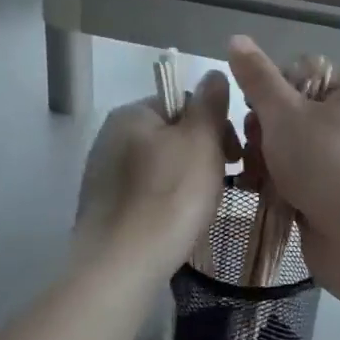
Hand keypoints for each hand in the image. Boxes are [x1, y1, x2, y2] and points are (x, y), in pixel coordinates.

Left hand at [72, 70, 237, 275]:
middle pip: (172, 135)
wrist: (121, 266)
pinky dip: (166, 202)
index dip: (215, 124)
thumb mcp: (201, 141)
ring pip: (161, 166)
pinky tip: (178, 224)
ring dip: (187, 179)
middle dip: (202, 153)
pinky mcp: (104, 209)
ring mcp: (103, 176)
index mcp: (130, 114)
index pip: (182, 102)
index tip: (236, 154)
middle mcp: (110, 138)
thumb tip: (213, 73)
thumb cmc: (169, 196)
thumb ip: (209, 104)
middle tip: (225, 182)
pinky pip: (146, 194)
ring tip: (203, 208)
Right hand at [227, 36, 339, 328]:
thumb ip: (258, 79)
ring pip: (286, 147)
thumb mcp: (287, 115)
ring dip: (264, 161)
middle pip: (288, 111)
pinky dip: (277, 185)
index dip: (269, 88)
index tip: (254, 109)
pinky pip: (294, 178)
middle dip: (262, 131)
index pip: (297, 71)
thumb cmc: (329, 167)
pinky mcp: (331, 194)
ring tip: (255, 178)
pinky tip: (260, 195)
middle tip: (256, 150)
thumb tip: (236, 39)